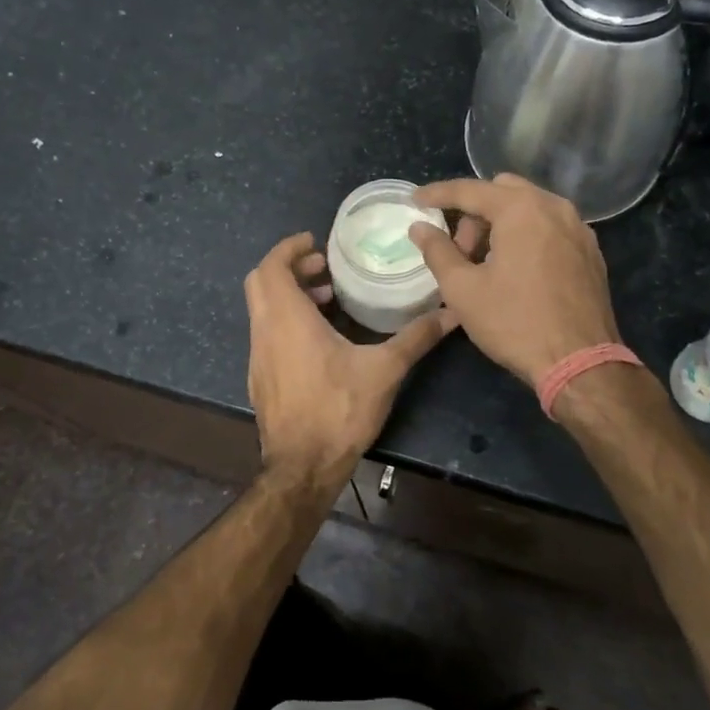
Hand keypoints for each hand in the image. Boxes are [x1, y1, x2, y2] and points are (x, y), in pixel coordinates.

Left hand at [244, 233, 455, 490]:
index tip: (316, 242)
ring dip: (288, 295)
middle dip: (289, 267)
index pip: (271, 266)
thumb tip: (452, 312)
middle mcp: (264, 331)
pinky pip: (266, 333)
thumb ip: (416, 337)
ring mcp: (257, 357)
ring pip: (262, 309)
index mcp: (287, 319)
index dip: (289, 248)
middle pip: (261, 282)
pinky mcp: (259, 378)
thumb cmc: (338, 410)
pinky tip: (318, 340)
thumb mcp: (383, 370)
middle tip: (324, 268)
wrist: (301, 467)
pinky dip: (285, 320)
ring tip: (327, 300)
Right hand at [408, 175, 620, 388]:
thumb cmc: (514, 322)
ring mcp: (578, 228)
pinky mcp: (590, 251)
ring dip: (501, 223)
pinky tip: (515, 270)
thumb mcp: (463, 289)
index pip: (470, 190)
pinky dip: (526, 234)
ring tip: (485, 263)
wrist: (581, 362)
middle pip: (502, 191)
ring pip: (529, 208)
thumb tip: (419, 227)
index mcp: (521, 209)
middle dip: (474, 212)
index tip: (415, 200)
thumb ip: (437, 251)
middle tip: (458, 249)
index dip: (437, 194)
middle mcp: (554, 206)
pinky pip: (550, 227)